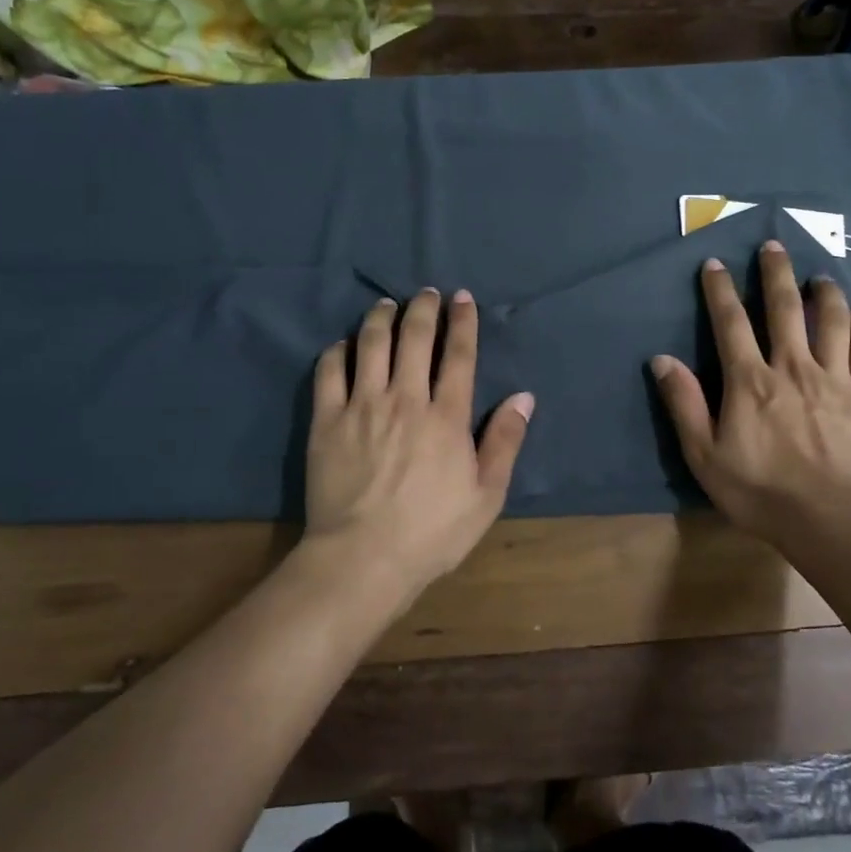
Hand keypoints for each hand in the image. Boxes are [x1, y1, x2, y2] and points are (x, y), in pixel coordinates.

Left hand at [304, 288, 533, 598]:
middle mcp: (405, 398)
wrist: (362, 558)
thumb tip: (523, 396)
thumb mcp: (486, 495)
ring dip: (380, 318)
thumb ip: (505, 441)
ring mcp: (362, 406)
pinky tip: (344, 345)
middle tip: (426, 293)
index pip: (459, 355)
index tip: (462, 298)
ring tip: (386, 305)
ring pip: (370, 344)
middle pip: (414, 338)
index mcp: (447, 416)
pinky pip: (329, 371)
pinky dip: (338, 351)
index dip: (462, 321)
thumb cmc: (432, 532)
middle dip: (423, 308)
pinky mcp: (327, 421)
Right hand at [651, 241, 850, 546]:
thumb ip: (685, 404)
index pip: (730, 322)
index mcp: (750, 380)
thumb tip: (661, 359)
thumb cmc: (761, 491)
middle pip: (784, 308)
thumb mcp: (705, 455)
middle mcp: (792, 367)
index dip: (719, 290)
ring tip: (820, 275)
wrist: (833, 520)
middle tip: (773, 245)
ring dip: (824, 293)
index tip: (715, 263)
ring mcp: (834, 379)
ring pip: (830, 321)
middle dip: (776, 273)